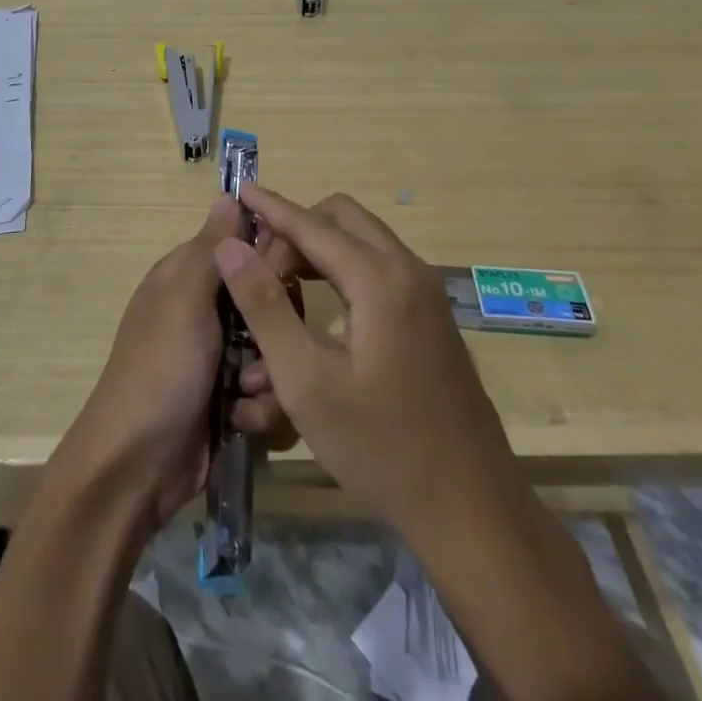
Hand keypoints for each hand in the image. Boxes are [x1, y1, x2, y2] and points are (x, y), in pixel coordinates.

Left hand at [59, 195, 297, 527]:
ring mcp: (219, 357)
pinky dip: (261, 405)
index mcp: (188, 276)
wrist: (136, 467)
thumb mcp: (184, 298)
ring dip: (269, 371)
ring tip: (247, 390)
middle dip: (274, 324)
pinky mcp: (231, 400)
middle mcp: (206, 310)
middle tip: (263, 344)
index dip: (270, 255)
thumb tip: (230, 193)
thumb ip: (212, 248)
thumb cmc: (160, 368)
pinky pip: (268, 389)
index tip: (287, 275)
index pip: (243, 245)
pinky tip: (244, 420)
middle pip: (267, 299)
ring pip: (274, 346)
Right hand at [213, 188, 514, 536]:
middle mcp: (408, 270)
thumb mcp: (306, 381)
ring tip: (280, 285)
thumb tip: (230, 247)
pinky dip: (344, 269)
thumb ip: (265, 306)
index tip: (239, 190)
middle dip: (297, 229)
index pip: (312, 225)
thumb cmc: (380, 446)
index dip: (272, 207)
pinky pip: (380, 269)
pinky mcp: (431, 318)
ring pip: (363, 241)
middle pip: (343, 218)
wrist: (471, 509)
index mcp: (379, 279)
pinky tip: (319, 310)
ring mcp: (426, 294)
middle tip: (261, 266)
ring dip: (320, 248)